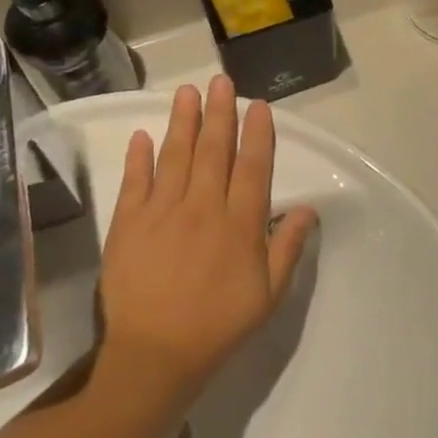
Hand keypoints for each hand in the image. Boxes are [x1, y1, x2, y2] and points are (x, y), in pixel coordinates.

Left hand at [97, 78, 318, 404]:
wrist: (152, 356)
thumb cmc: (217, 326)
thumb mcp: (268, 295)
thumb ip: (288, 247)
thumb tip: (308, 208)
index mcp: (240, 224)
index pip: (253, 167)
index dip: (258, 133)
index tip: (259, 105)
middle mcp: (203, 207)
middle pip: (214, 150)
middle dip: (220, 112)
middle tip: (221, 81)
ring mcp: (162, 212)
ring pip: (176, 156)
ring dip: (182, 121)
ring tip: (186, 92)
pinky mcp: (128, 224)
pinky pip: (135, 182)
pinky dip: (138, 157)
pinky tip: (142, 135)